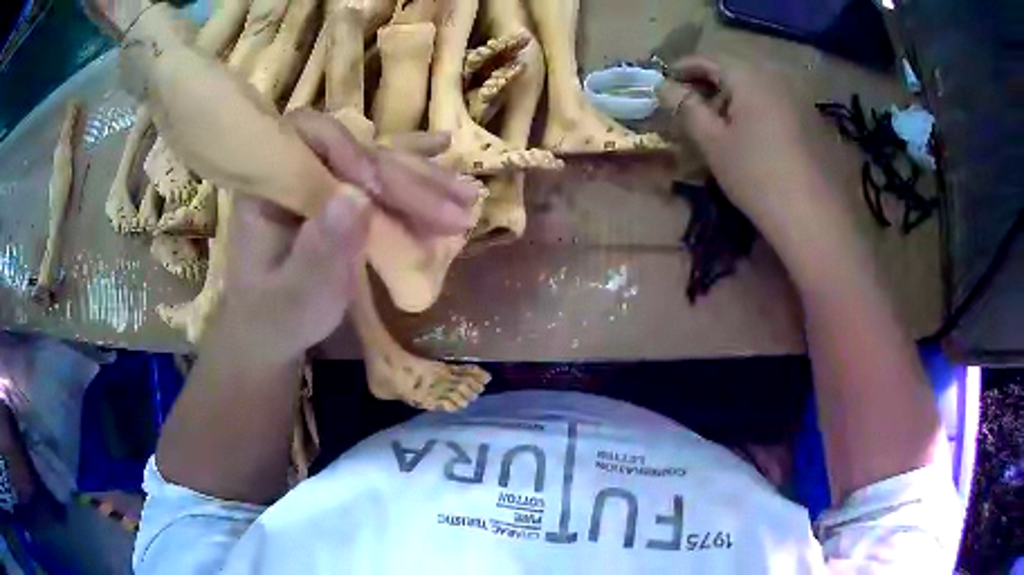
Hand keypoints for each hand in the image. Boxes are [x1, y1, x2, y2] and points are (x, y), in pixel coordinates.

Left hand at [207, 110, 479, 365]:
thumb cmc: (279, 316)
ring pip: (377, 159)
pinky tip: (446, 148)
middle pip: (356, 149)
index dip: (347, 153)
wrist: (275, 324)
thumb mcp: (295, 297)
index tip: (378, 189)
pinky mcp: (343, 189)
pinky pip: (382, 170)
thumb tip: (358, 196)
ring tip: (466, 195)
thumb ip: (318, 252)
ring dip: (422, 176)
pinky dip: (415, 164)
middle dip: (404, 177)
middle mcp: (298, 167)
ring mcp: (324, 176)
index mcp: (268, 184)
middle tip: (454, 208)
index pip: (308, 139)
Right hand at [657, 57, 833, 235]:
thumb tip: (663, 85)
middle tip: (693, 106)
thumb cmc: (757, 176)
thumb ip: (686, 107)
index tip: (665, 82)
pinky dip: (759, 109)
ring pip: (758, 85)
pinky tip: (757, 136)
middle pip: (735, 69)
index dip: (683, 67)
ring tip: (724, 123)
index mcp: (748, 75)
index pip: (708, 59)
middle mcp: (776, 76)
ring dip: (736, 96)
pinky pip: (778, 102)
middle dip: (710, 83)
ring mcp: (799, 97)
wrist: (815, 218)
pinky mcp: (814, 120)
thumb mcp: (713, 143)